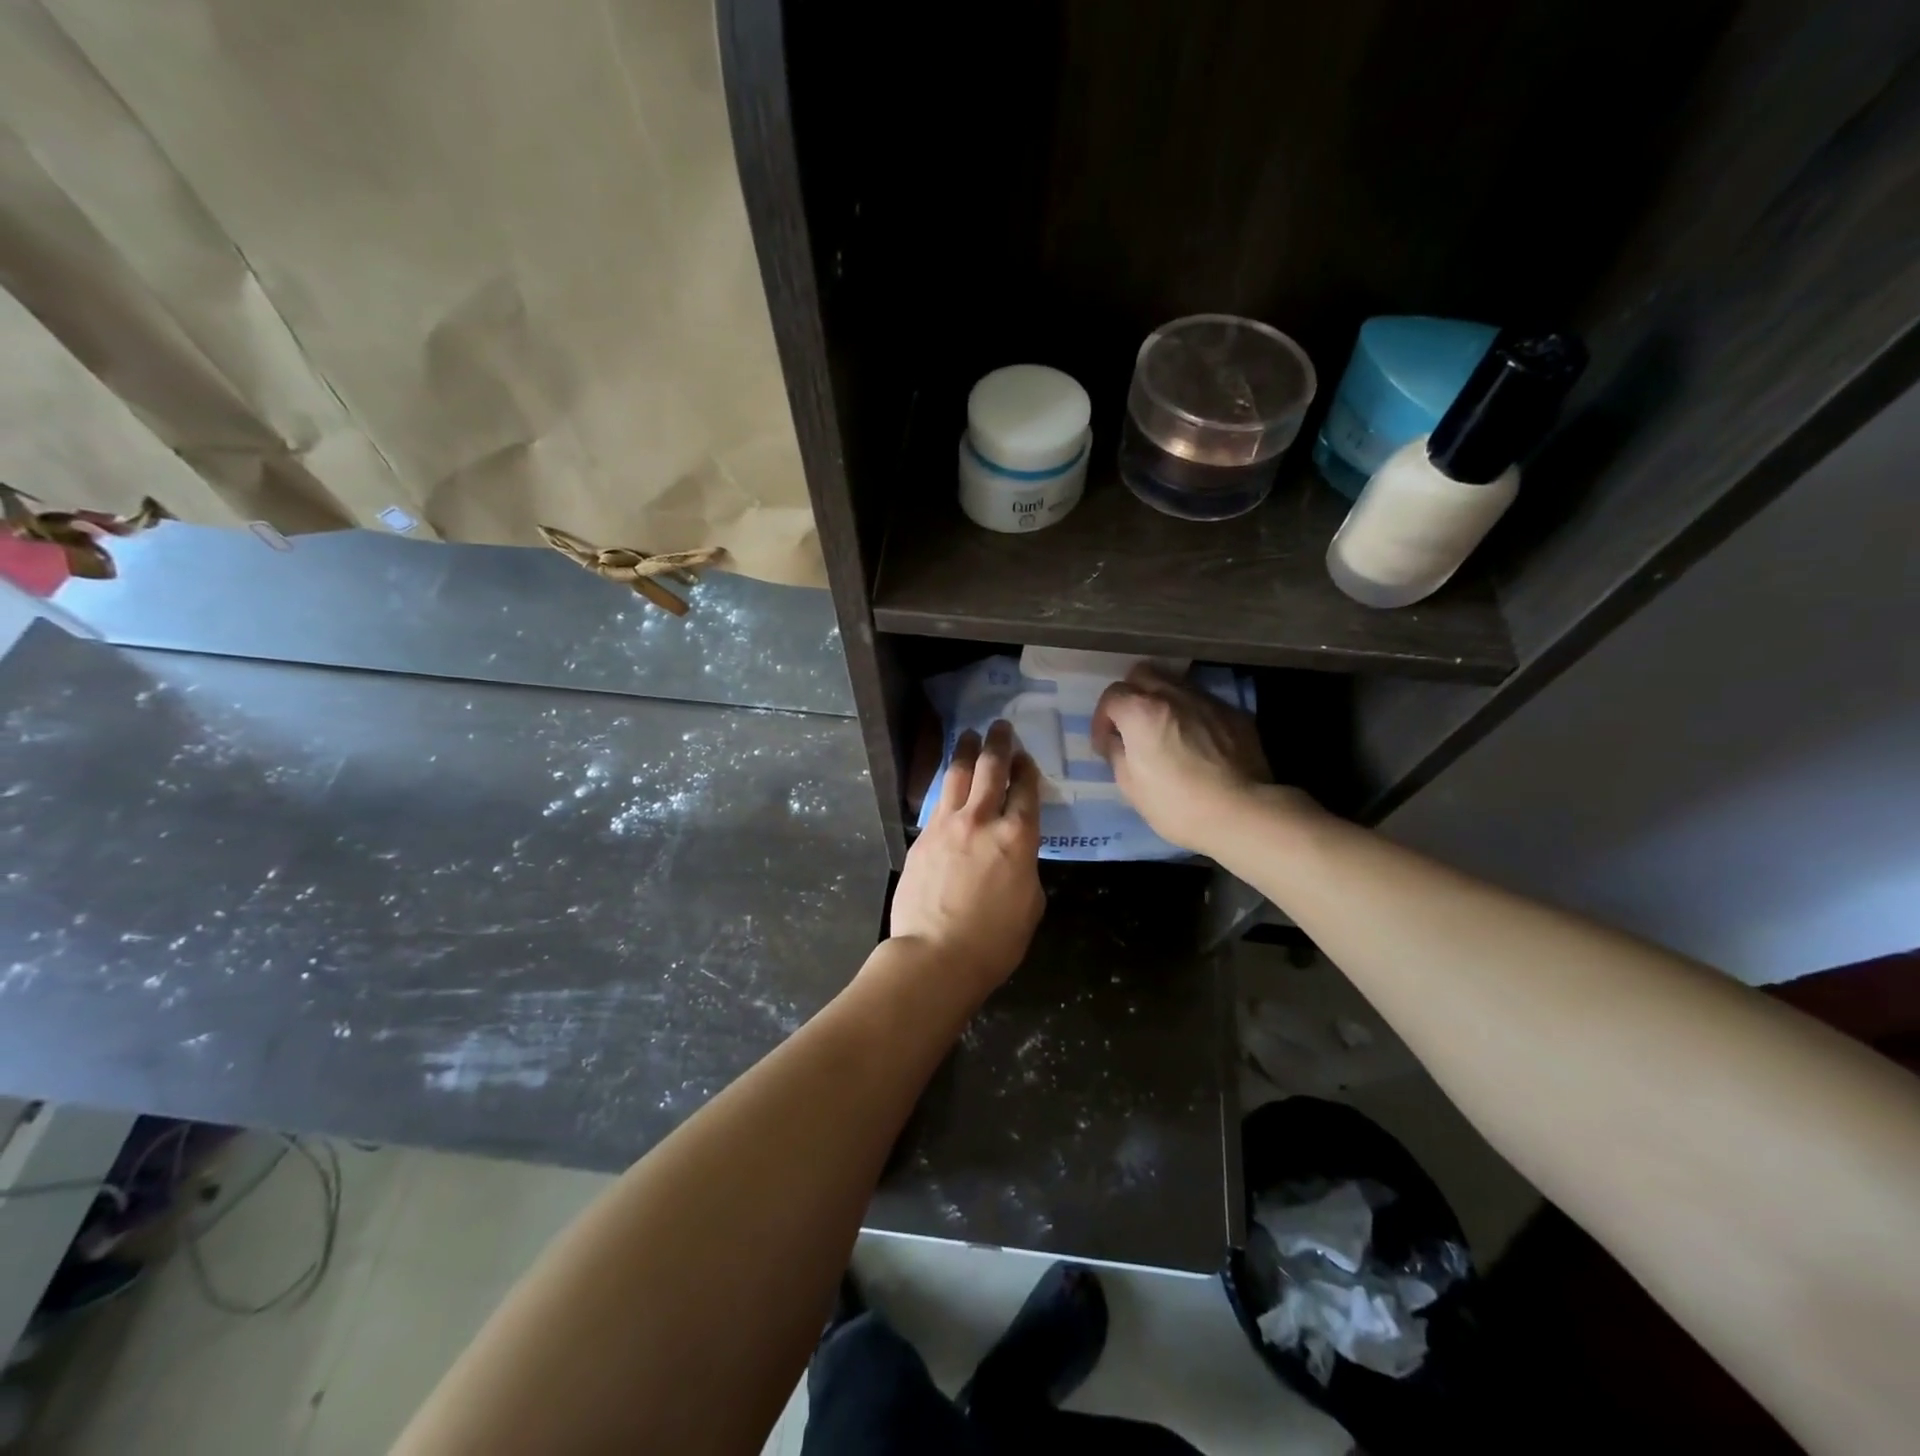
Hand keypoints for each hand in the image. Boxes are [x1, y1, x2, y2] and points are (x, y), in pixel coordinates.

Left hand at [888, 721, 1044, 995]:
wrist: (935, 954)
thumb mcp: (1030, 904)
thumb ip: (1025, 868)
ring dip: (967, 751)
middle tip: (1000, 727)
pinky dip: (947, 785)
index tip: (1026, 757)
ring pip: (958, 775)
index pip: (1026, 790)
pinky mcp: (922, 837)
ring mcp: (947, 825)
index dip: (1027, 769)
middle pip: (992, 769)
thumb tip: (1014, 856)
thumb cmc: (994, 941)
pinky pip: (937, 801)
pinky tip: (948, 780)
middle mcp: (982, 821)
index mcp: (1017, 838)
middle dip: (999, 744)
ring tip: (970, 735)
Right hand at [1091, 666, 1280, 853]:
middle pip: (1142, 674)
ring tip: (1165, 730)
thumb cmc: (1177, 804)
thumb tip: (1117, 741)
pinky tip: (1197, 740)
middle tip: (1133, 725)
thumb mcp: (1130, 786)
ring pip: (1175, 683)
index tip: (1107, 744)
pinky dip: (1192, 714)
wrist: (1242, 813)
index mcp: (1142, 711)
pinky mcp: (1234, 713)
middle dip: (1132, 694)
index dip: (1103, 719)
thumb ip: (1118, 753)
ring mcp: (1207, 701)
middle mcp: (1173, 695)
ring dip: (1163, 701)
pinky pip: (1204, 702)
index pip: (1111, 695)